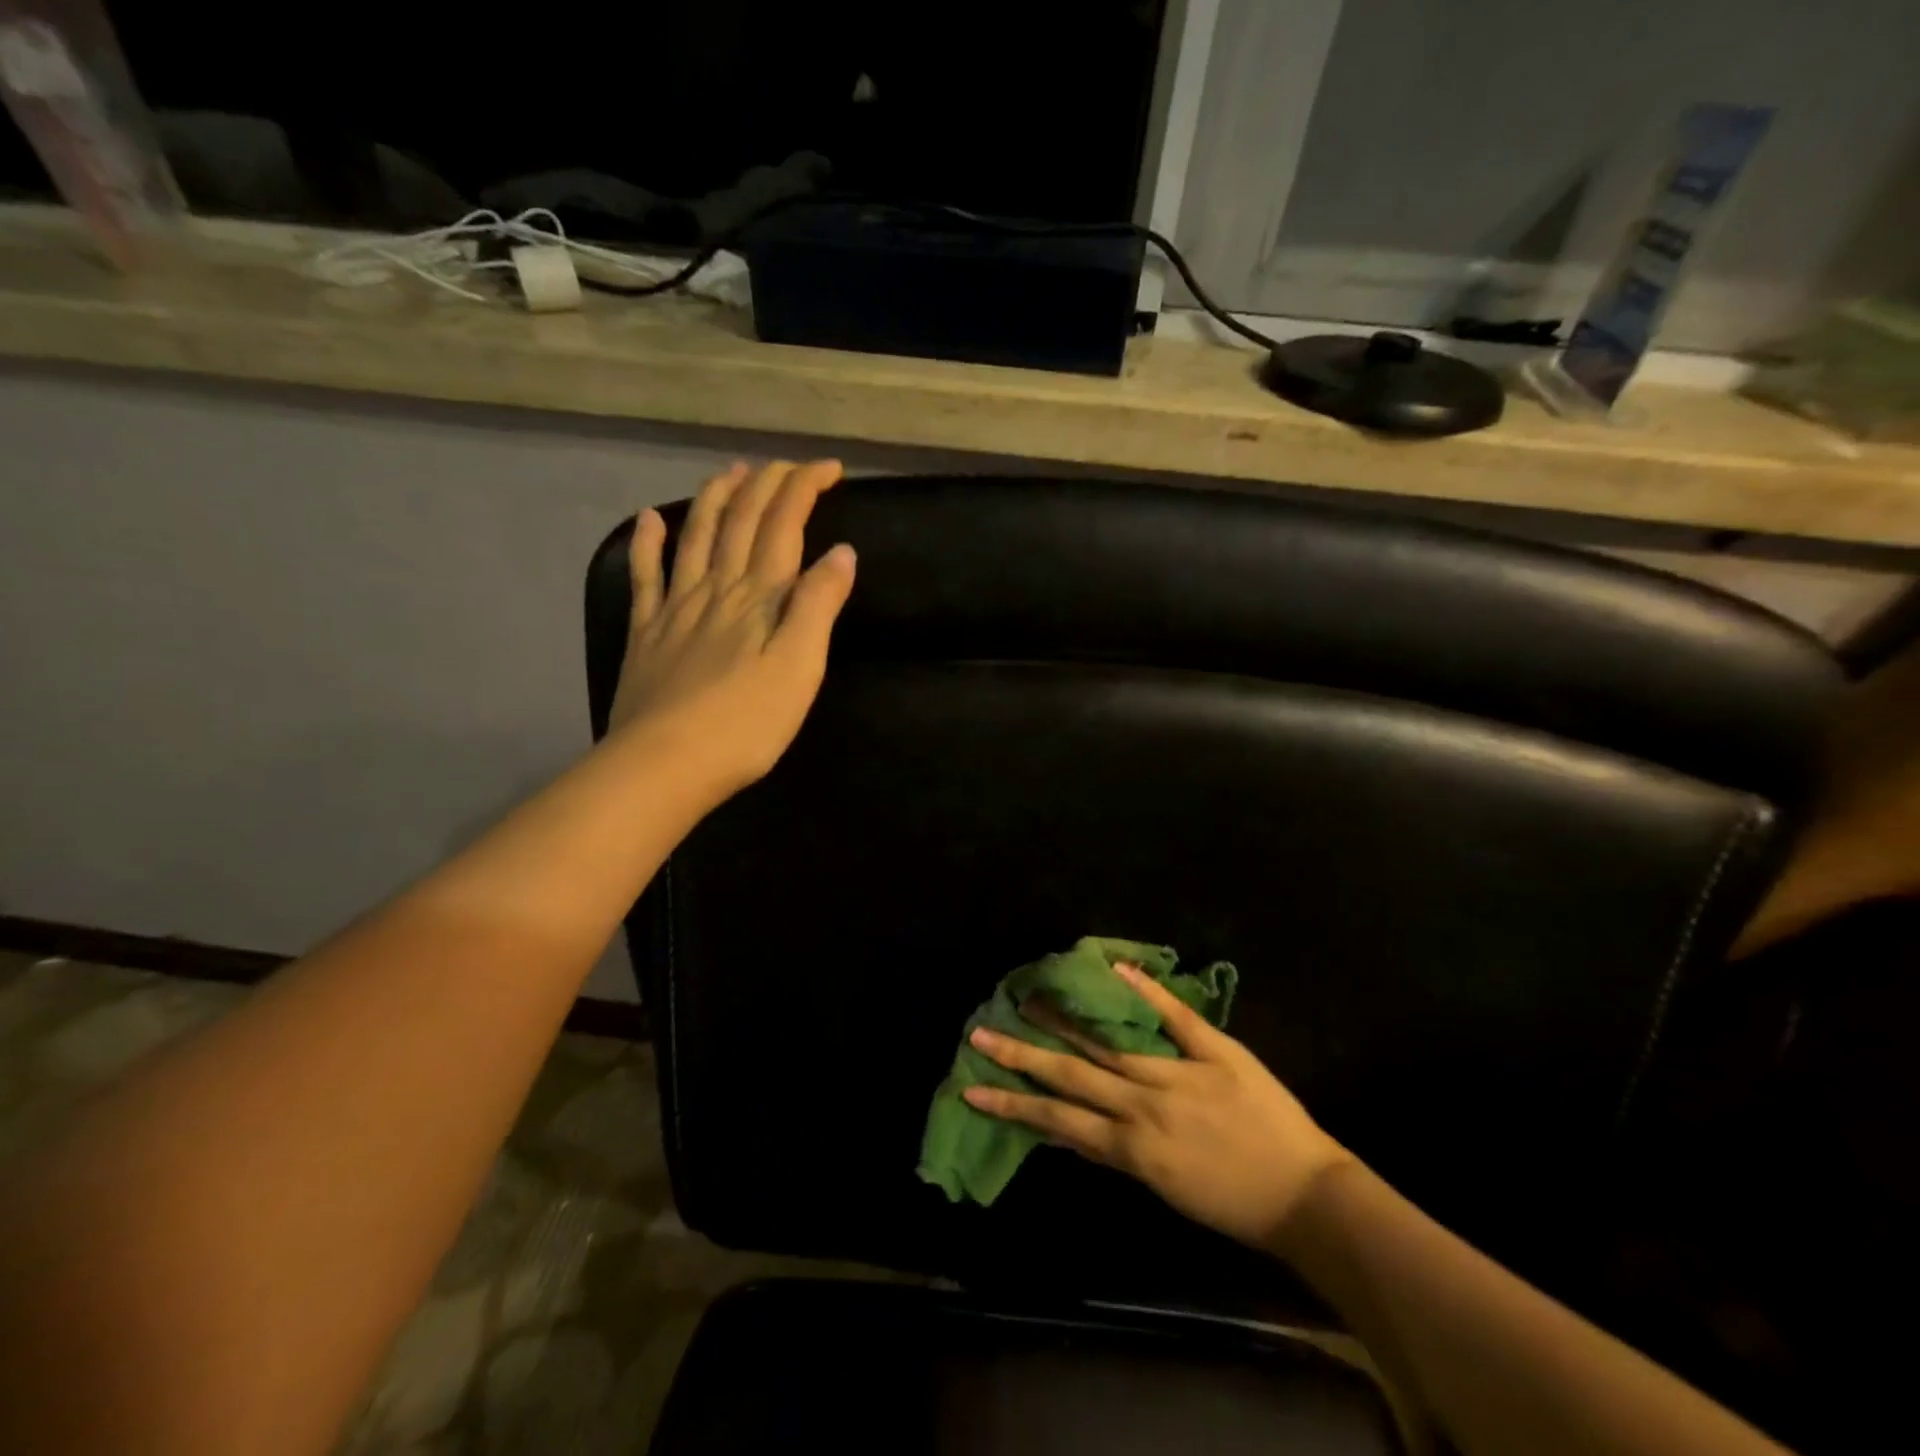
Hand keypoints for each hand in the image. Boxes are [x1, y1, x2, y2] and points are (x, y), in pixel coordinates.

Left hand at [608, 460, 855, 792]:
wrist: (665, 763)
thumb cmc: (746, 723)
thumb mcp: (800, 666)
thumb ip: (819, 606)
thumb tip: (841, 553)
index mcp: (759, 597)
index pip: (784, 525)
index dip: (804, 487)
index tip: (829, 468)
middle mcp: (716, 588)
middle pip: (741, 521)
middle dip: (766, 485)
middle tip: (787, 466)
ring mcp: (675, 608)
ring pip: (696, 537)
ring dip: (716, 499)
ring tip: (732, 473)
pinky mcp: (646, 633)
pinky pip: (646, 576)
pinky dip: (649, 543)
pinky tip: (650, 520)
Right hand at [963, 963, 1352, 1248]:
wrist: (1306, 1195)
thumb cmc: (1233, 1203)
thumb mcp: (1164, 1190)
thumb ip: (1116, 1154)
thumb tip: (1066, 1131)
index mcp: (1133, 1148)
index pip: (1060, 1120)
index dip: (1014, 1103)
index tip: (974, 1086)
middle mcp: (1146, 1107)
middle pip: (1073, 1075)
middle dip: (1023, 1055)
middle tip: (982, 1032)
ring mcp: (1180, 1074)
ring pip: (1111, 1043)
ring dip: (1067, 1019)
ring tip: (1032, 997)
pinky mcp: (1216, 1051)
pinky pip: (1175, 1017)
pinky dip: (1146, 991)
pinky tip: (1115, 968)